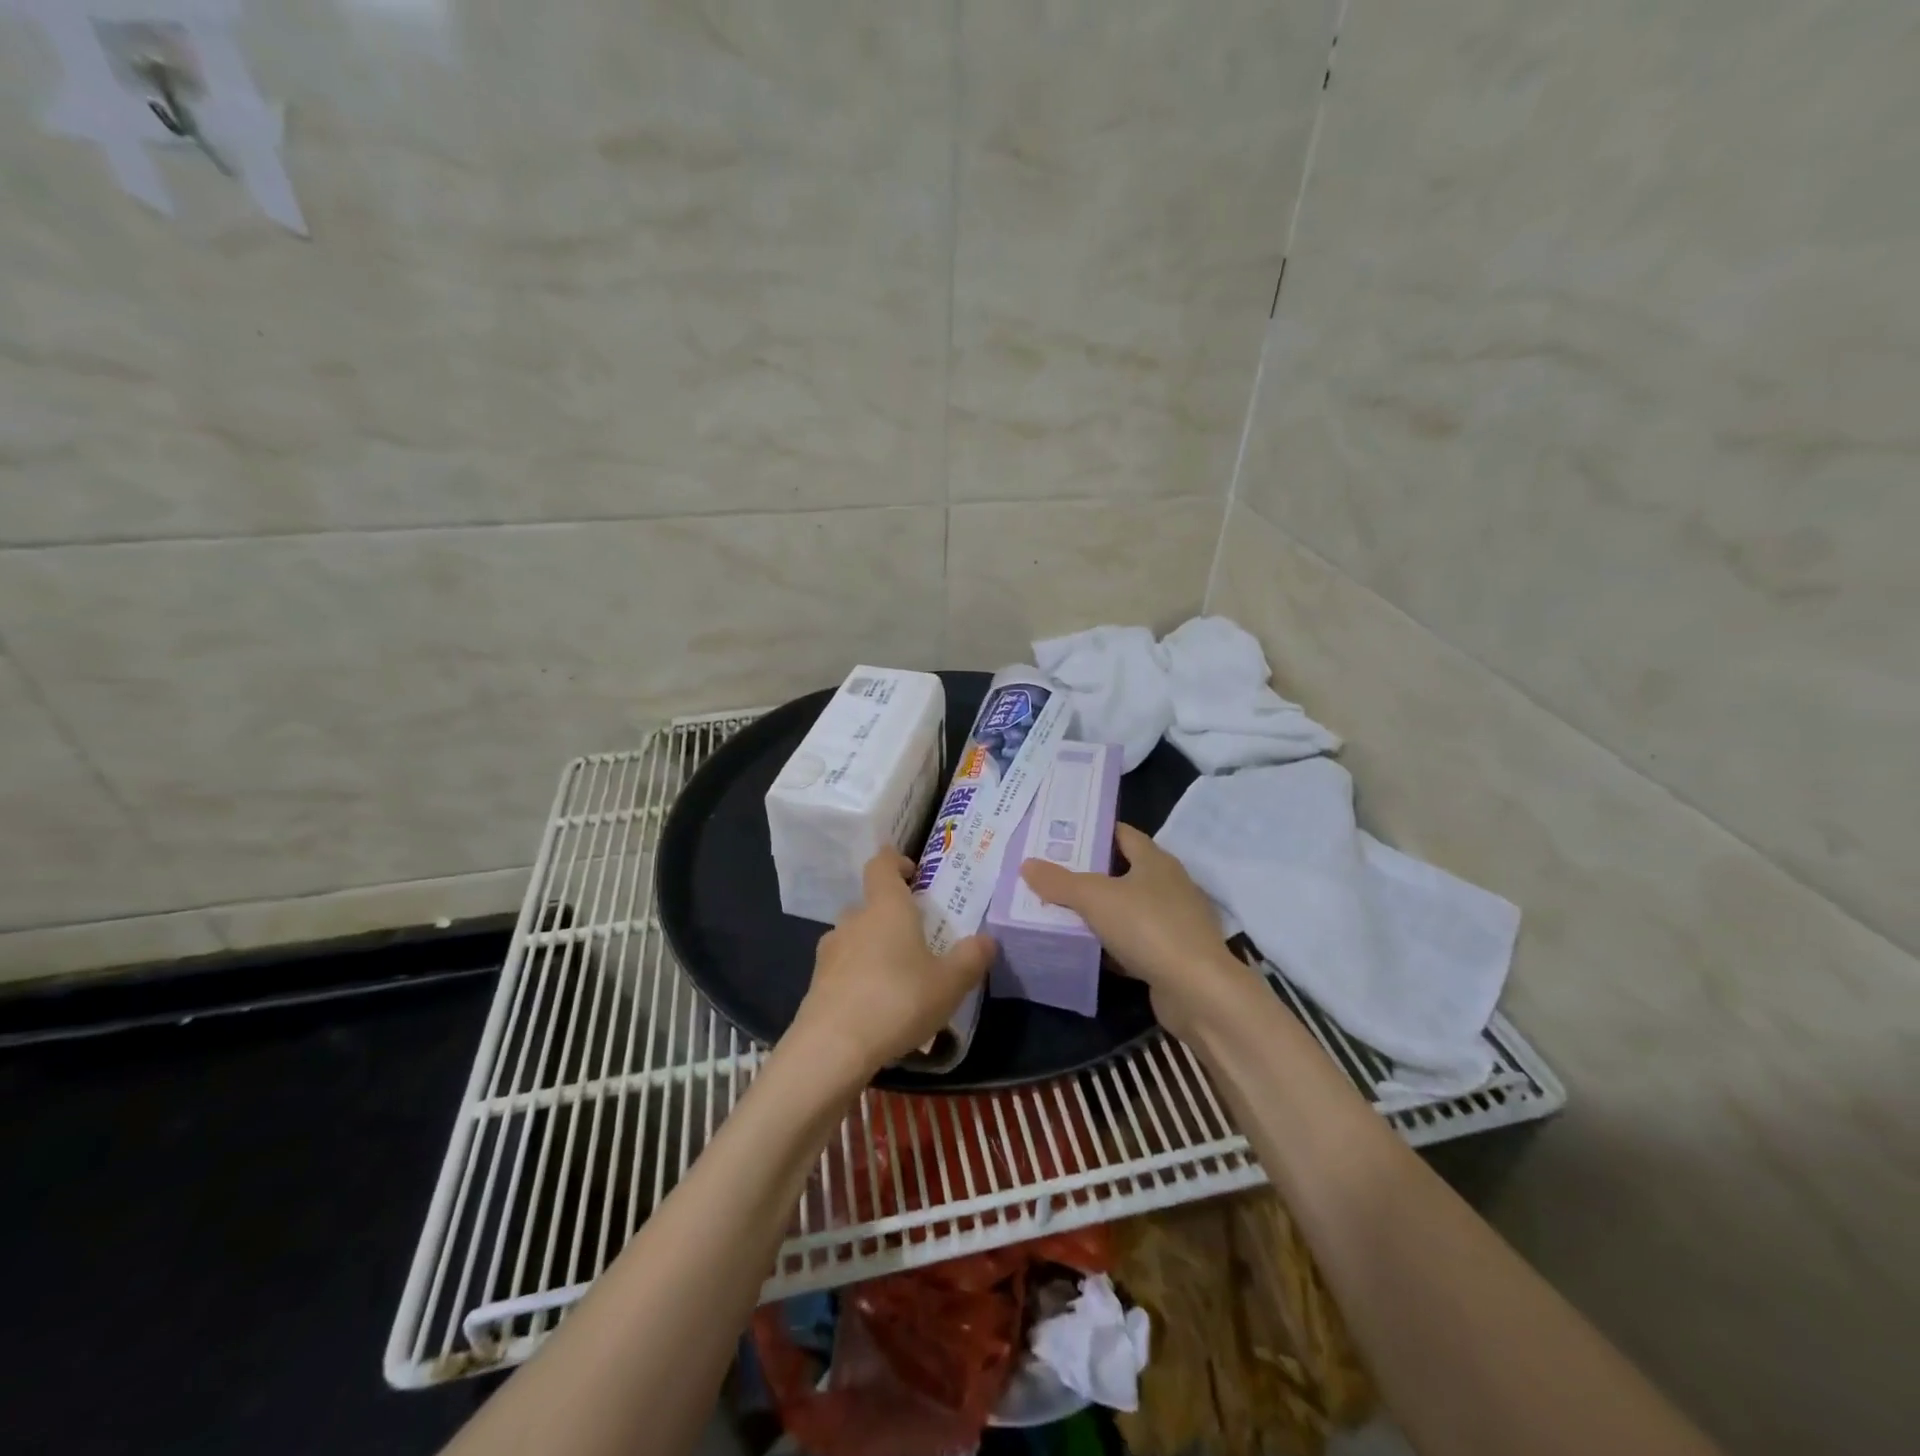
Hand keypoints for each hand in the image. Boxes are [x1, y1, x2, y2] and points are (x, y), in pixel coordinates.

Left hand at [789, 851, 994, 1076]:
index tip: (912, 872)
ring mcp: (830, 952)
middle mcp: (854, 921)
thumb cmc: (898, 1000)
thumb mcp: (949, 983)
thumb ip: (971, 958)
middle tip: (917, 937)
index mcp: (886, 907)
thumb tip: (987, 940)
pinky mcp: (816, 984)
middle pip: (870, 904)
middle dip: (891, 915)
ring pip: (854, 937)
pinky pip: (843, 969)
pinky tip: (876, 1006)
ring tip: (898, 976)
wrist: (832, 1048)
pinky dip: (859, 977)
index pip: (881, 864)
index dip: (895, 861)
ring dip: (873, 947)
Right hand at [1020, 824, 1241, 1039]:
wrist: (1198, 991)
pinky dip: (1110, 944)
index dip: (1092, 831)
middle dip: (1087, 872)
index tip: (1059, 835)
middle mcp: (1168, 884)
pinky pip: (1133, 942)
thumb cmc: (1148, 927)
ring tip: (1058, 909)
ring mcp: (1173, 921)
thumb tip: (1027, 864)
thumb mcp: (1095, 898)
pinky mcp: (1172, 954)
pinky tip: (1085, 950)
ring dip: (1098, 911)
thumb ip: (1059, 881)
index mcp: (1155, 860)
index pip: (1121, 833)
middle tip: (1049, 873)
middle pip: (1122, 870)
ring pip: (1127, 908)